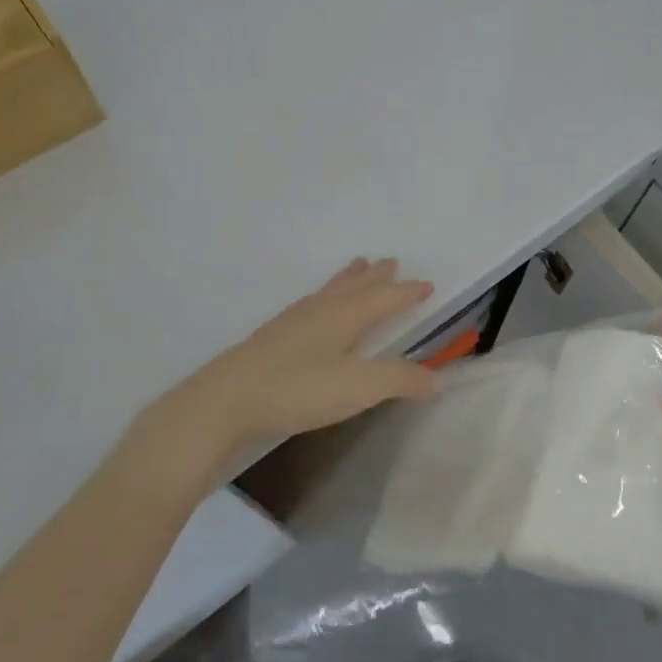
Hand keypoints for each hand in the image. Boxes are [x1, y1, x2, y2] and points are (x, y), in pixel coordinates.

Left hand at [178, 258, 437, 451]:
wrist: (226, 399)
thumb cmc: (298, 389)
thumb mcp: (358, 388)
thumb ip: (399, 380)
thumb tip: (436, 378)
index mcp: (345, 315)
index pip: (385, 297)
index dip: (408, 292)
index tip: (427, 284)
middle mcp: (322, 309)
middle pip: (356, 285)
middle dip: (377, 276)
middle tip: (392, 262)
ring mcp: (294, 320)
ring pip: (330, 290)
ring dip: (350, 278)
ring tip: (359, 266)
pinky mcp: (274, 335)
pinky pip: (312, 302)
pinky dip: (326, 294)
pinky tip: (316, 307)